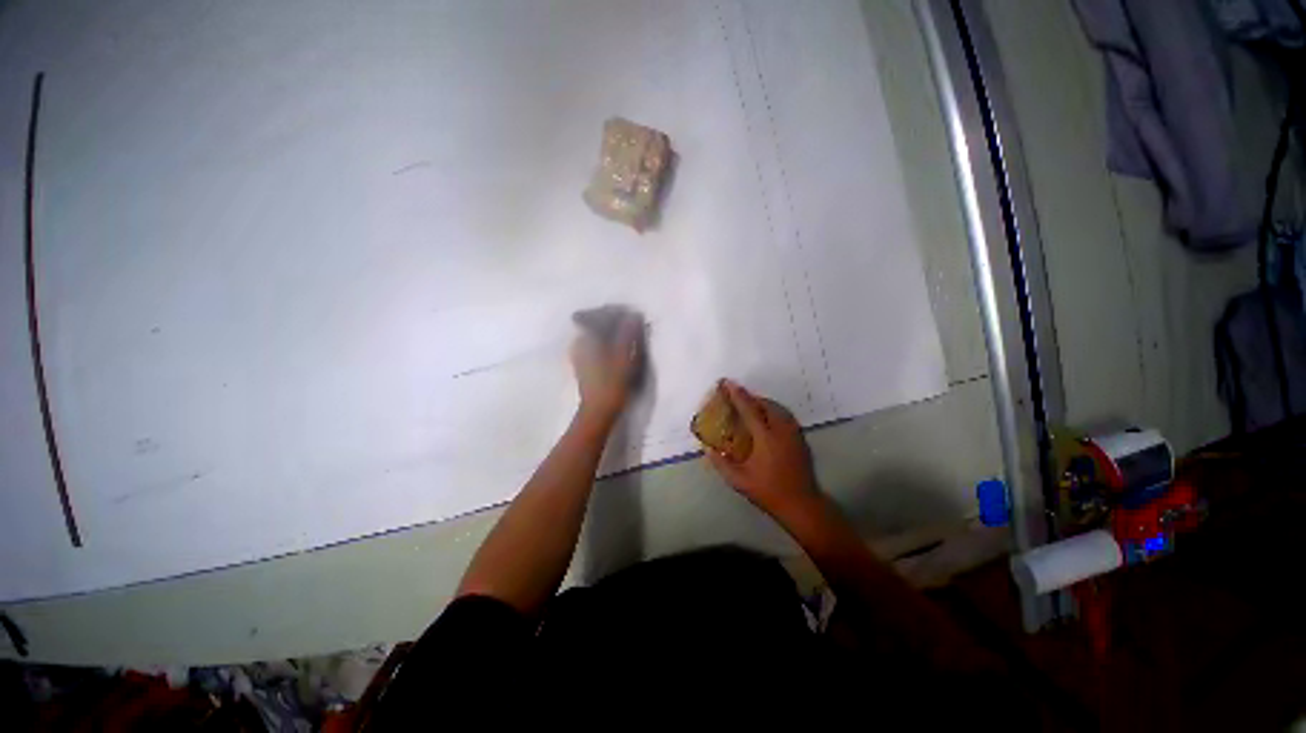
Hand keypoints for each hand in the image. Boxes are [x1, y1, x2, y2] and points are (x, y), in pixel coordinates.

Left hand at [570, 313, 643, 422]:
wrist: (598, 411)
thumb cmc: (612, 383)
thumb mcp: (624, 357)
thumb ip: (628, 333)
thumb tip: (633, 314)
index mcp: (587, 337)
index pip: (601, 314)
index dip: (617, 312)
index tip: (633, 316)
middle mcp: (579, 341)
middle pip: (598, 323)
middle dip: (615, 321)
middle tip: (633, 325)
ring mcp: (579, 353)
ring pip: (597, 334)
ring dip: (612, 332)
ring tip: (628, 337)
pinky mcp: (582, 363)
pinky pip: (596, 345)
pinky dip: (607, 343)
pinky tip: (618, 349)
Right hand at [706, 380, 819, 516]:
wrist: (802, 504)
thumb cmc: (768, 491)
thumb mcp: (739, 481)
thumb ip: (721, 464)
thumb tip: (707, 449)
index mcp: (765, 437)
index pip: (749, 409)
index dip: (736, 394)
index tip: (726, 383)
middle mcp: (781, 430)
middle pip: (765, 404)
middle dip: (750, 397)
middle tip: (736, 396)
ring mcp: (794, 433)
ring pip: (778, 408)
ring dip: (762, 403)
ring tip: (750, 405)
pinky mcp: (800, 438)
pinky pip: (785, 416)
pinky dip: (773, 411)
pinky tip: (766, 419)